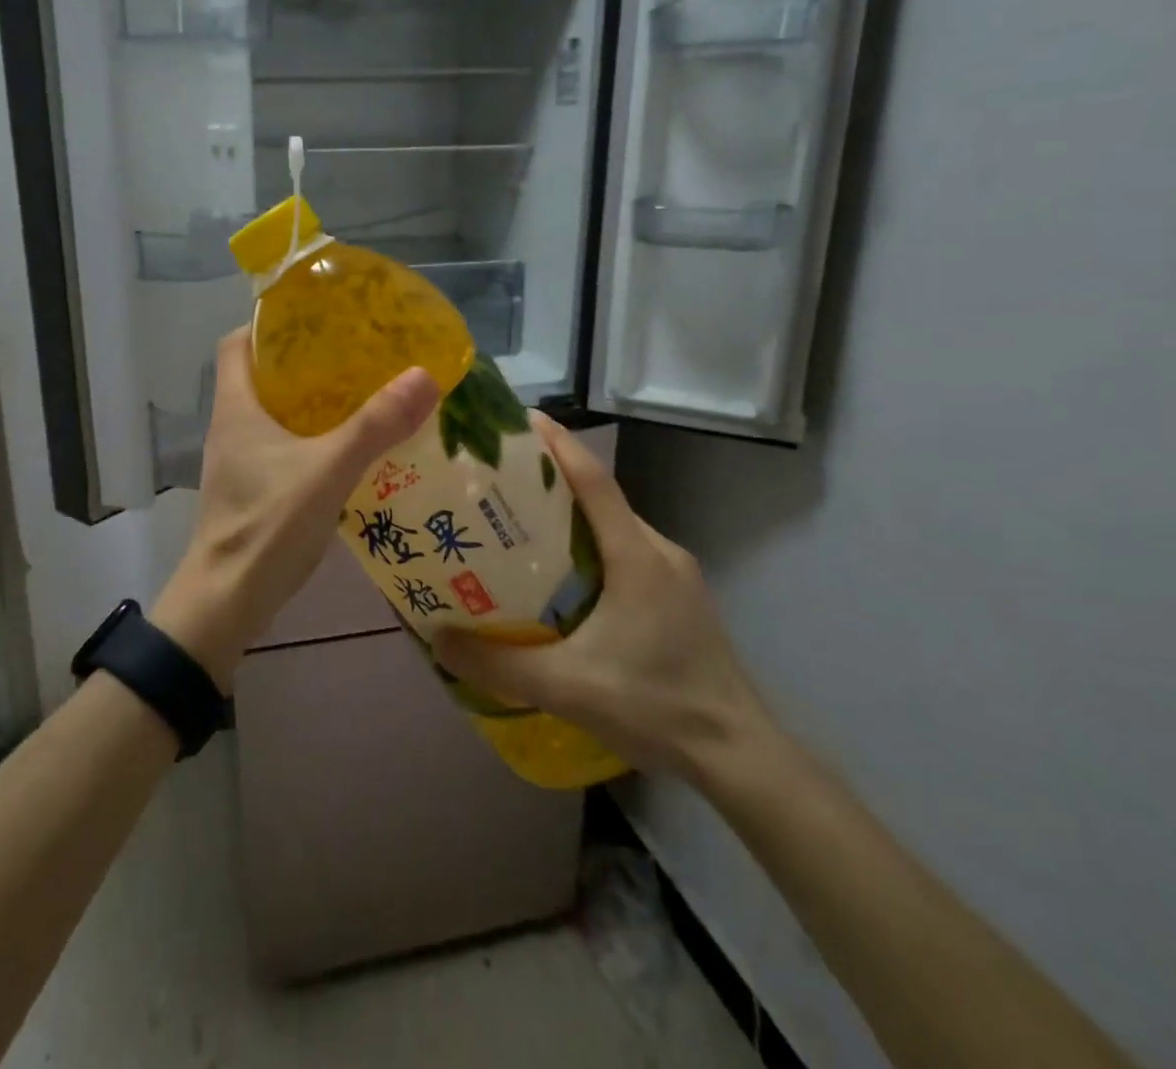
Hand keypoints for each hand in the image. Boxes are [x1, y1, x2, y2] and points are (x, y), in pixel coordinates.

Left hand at [151, 328, 437, 687]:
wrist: (226, 602)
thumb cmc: (266, 527)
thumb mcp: (327, 471)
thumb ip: (375, 426)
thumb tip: (425, 375)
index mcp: (237, 406)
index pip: (238, 342)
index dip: (271, 322)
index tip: (317, 317)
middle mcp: (233, 426)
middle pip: (263, 374)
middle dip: (307, 360)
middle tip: (358, 353)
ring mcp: (241, 460)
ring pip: (277, 412)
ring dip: (315, 400)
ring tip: (365, 392)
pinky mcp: (254, 488)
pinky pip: (285, 445)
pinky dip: (315, 437)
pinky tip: (353, 447)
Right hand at [432, 414, 771, 779]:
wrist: (738, 755)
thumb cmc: (656, 706)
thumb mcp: (567, 687)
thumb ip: (498, 664)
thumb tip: (436, 638)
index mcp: (637, 555)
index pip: (593, 479)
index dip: (557, 444)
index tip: (519, 419)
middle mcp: (658, 551)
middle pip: (599, 497)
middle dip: (549, 480)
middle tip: (496, 481)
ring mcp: (673, 574)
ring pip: (611, 526)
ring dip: (568, 517)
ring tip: (516, 525)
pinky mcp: (677, 596)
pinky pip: (624, 552)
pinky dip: (587, 547)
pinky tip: (558, 578)